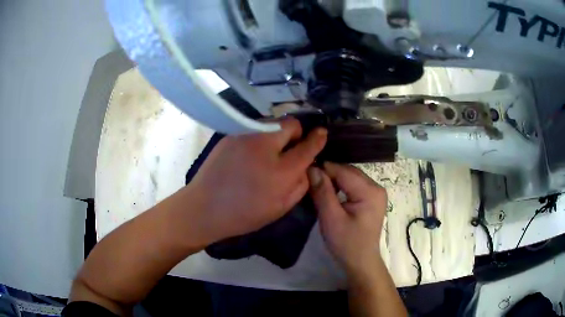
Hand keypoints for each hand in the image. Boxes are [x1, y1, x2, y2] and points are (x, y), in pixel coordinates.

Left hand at [189, 117, 326, 243]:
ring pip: (272, 122)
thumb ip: (300, 184)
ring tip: (268, 152)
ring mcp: (245, 136)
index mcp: (280, 171)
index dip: (318, 138)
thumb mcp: (280, 208)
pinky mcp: (231, 134)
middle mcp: (264, 146)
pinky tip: (252, 153)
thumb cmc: (243, 214)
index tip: (322, 134)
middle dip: (296, 133)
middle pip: (291, 123)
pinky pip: (255, 127)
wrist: (204, 207)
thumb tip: (307, 165)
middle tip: (289, 149)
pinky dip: (261, 136)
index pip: (307, 146)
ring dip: (277, 134)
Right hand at [308, 162, 386, 275]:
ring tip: (317, 186)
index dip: (323, 170)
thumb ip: (322, 192)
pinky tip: (330, 192)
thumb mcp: (331, 219)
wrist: (360, 261)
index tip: (304, 173)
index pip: (343, 171)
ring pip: (350, 177)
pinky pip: (354, 184)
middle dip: (329, 174)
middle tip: (309, 181)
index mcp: (370, 191)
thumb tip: (312, 168)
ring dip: (334, 180)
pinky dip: (341, 186)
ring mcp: (376, 192)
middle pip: (348, 172)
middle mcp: (376, 187)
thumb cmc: (346, 243)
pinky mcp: (372, 198)